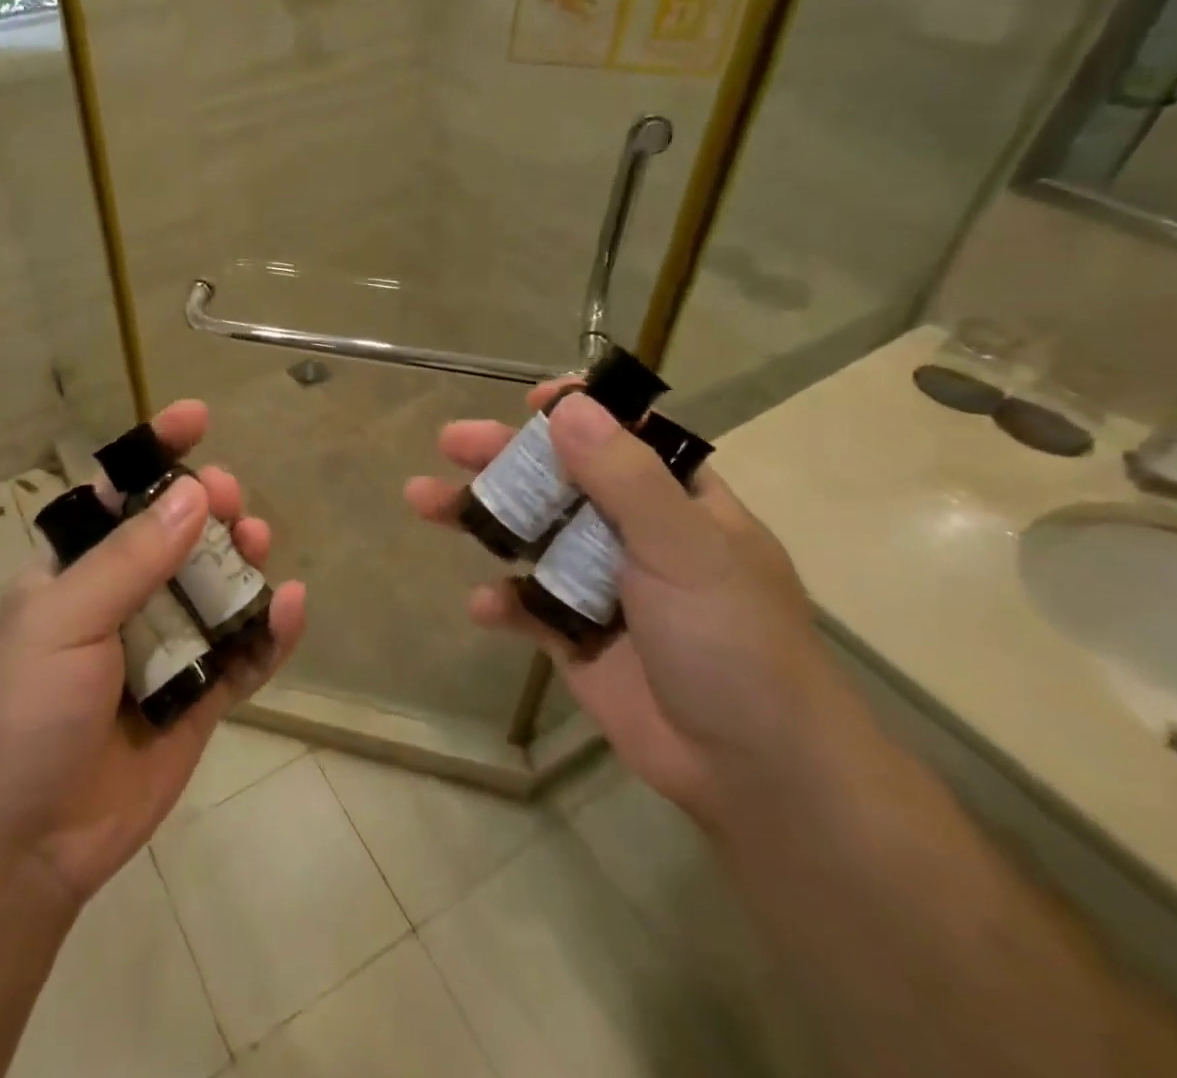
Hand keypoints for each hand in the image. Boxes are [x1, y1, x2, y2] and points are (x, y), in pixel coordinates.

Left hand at [0, 401, 306, 906]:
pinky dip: (270, 631)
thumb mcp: (63, 620)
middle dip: (211, 507)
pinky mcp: (199, 698)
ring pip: (220, 588)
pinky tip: (289, 607)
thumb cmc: (20, 712)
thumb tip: (194, 493)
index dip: (158, 451)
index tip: (197, 417)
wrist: (16, 845)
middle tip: (232, 502)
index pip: (121, 493)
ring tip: (258, 546)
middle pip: (182, 535)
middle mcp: (125, 599)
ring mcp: (166, 648)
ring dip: (244, 561)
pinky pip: (244, 655)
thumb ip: (132, 559)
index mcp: (78, 570)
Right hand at [407, 383, 844, 824]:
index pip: (623, 437)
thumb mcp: (683, 547)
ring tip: (422, 500)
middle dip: (504, 458)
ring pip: (530, 537)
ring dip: (482, 518)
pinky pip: (527, 606)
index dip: (578, 413)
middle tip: (450, 442)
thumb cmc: (731, 639)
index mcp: (676, 502)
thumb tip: (567, 406)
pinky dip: (503, 602)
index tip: (531, 403)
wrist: (754, 772)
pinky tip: (485, 605)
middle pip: (558, 481)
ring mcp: (600, 586)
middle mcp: (634, 534)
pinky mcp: (575, 637)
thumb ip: (623, 476)